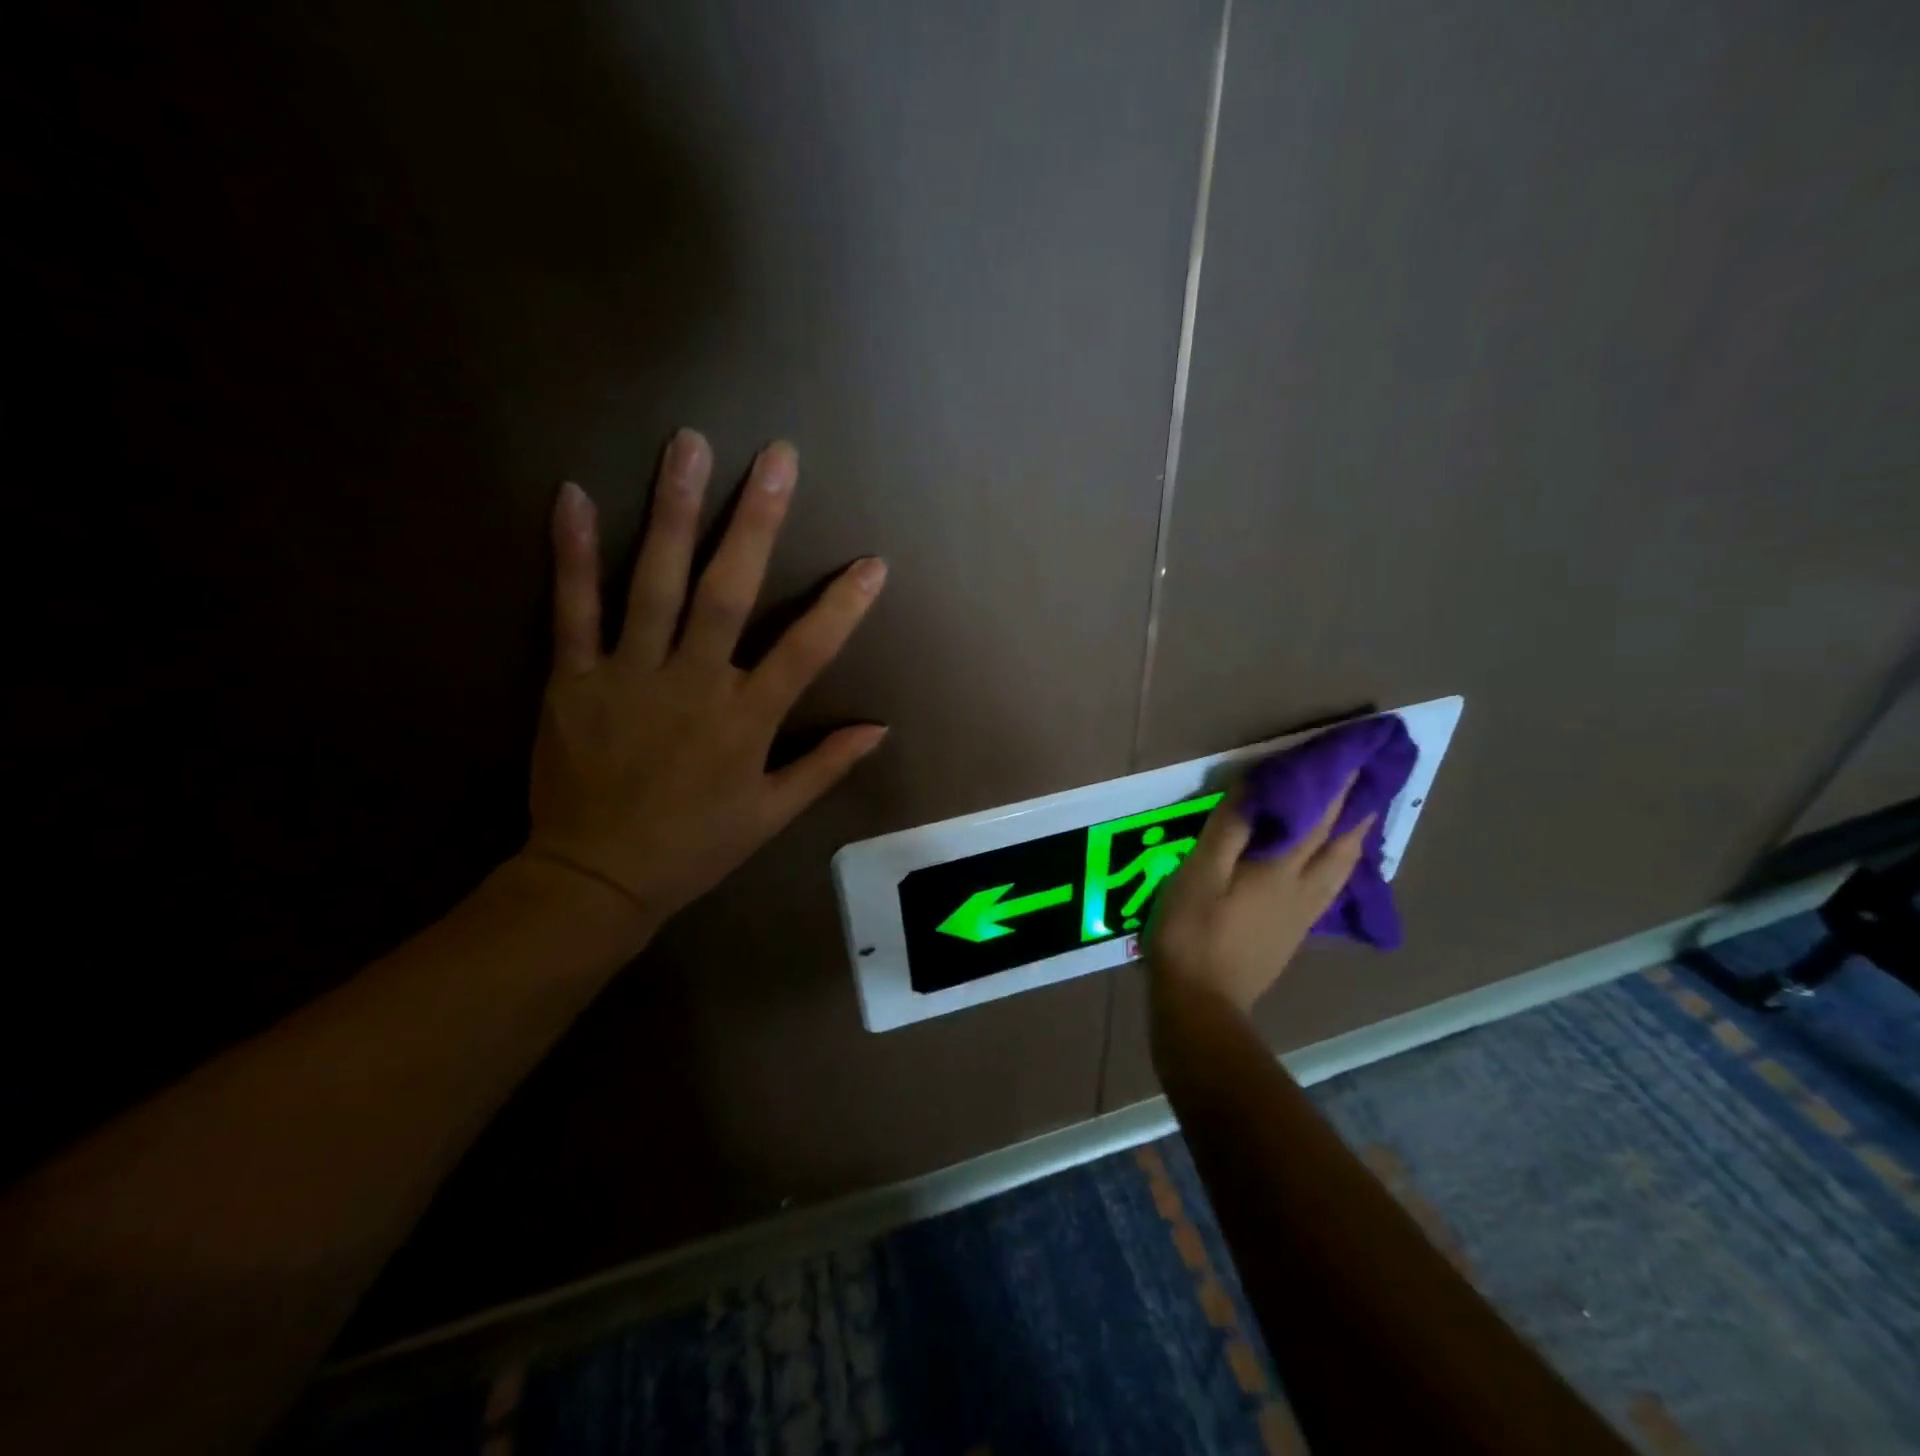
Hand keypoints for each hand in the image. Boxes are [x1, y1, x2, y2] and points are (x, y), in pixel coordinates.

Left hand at [521, 430, 887, 931]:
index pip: (805, 652)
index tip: (873, 562)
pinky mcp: (572, 679)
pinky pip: (572, 610)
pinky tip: (572, 494)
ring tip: (688, 446)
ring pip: (653, 584)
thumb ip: (825, 766)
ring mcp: (628, 676)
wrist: (596, 877)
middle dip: (756, 522)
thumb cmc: (695, 845)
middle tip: (776, 457)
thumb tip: (879, 728)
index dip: (843, 607)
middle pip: (729, 593)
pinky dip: (572, 554)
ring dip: (672, 512)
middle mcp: (692, 685)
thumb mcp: (771, 815)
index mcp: (745, 721)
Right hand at [1147, 780, 1373, 1013]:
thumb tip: (1255, 789)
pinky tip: (1337, 863)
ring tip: (1365, 815)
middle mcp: (1303, 889)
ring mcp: (1303, 914)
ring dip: (1357, 836)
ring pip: (1342, 868)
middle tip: (1373, 778)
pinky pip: (1331, 886)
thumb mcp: (1199, 874)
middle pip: (1341, 843)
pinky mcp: (1295, 932)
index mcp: (1280, 870)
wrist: (1202, 1001)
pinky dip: (1342, 863)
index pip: (1316, 818)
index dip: (1335, 786)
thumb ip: (1228, 831)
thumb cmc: (1192, 932)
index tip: (1353, 756)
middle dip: (1358, 808)